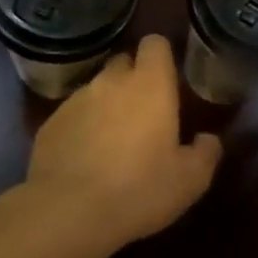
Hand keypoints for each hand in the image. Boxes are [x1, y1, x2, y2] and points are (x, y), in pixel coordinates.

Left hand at [25, 34, 221, 247]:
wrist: (67, 213)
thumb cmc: (139, 189)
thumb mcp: (190, 180)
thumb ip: (205, 152)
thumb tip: (208, 139)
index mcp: (150, 84)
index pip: (155, 44)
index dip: (161, 57)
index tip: (167, 80)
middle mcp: (111, 81)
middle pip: (123, 62)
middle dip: (133, 80)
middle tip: (144, 114)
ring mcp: (75, 100)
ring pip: (96, 90)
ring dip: (106, 106)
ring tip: (112, 142)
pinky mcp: (49, 124)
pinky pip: (72, 116)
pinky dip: (80, 129)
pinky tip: (84, 160)